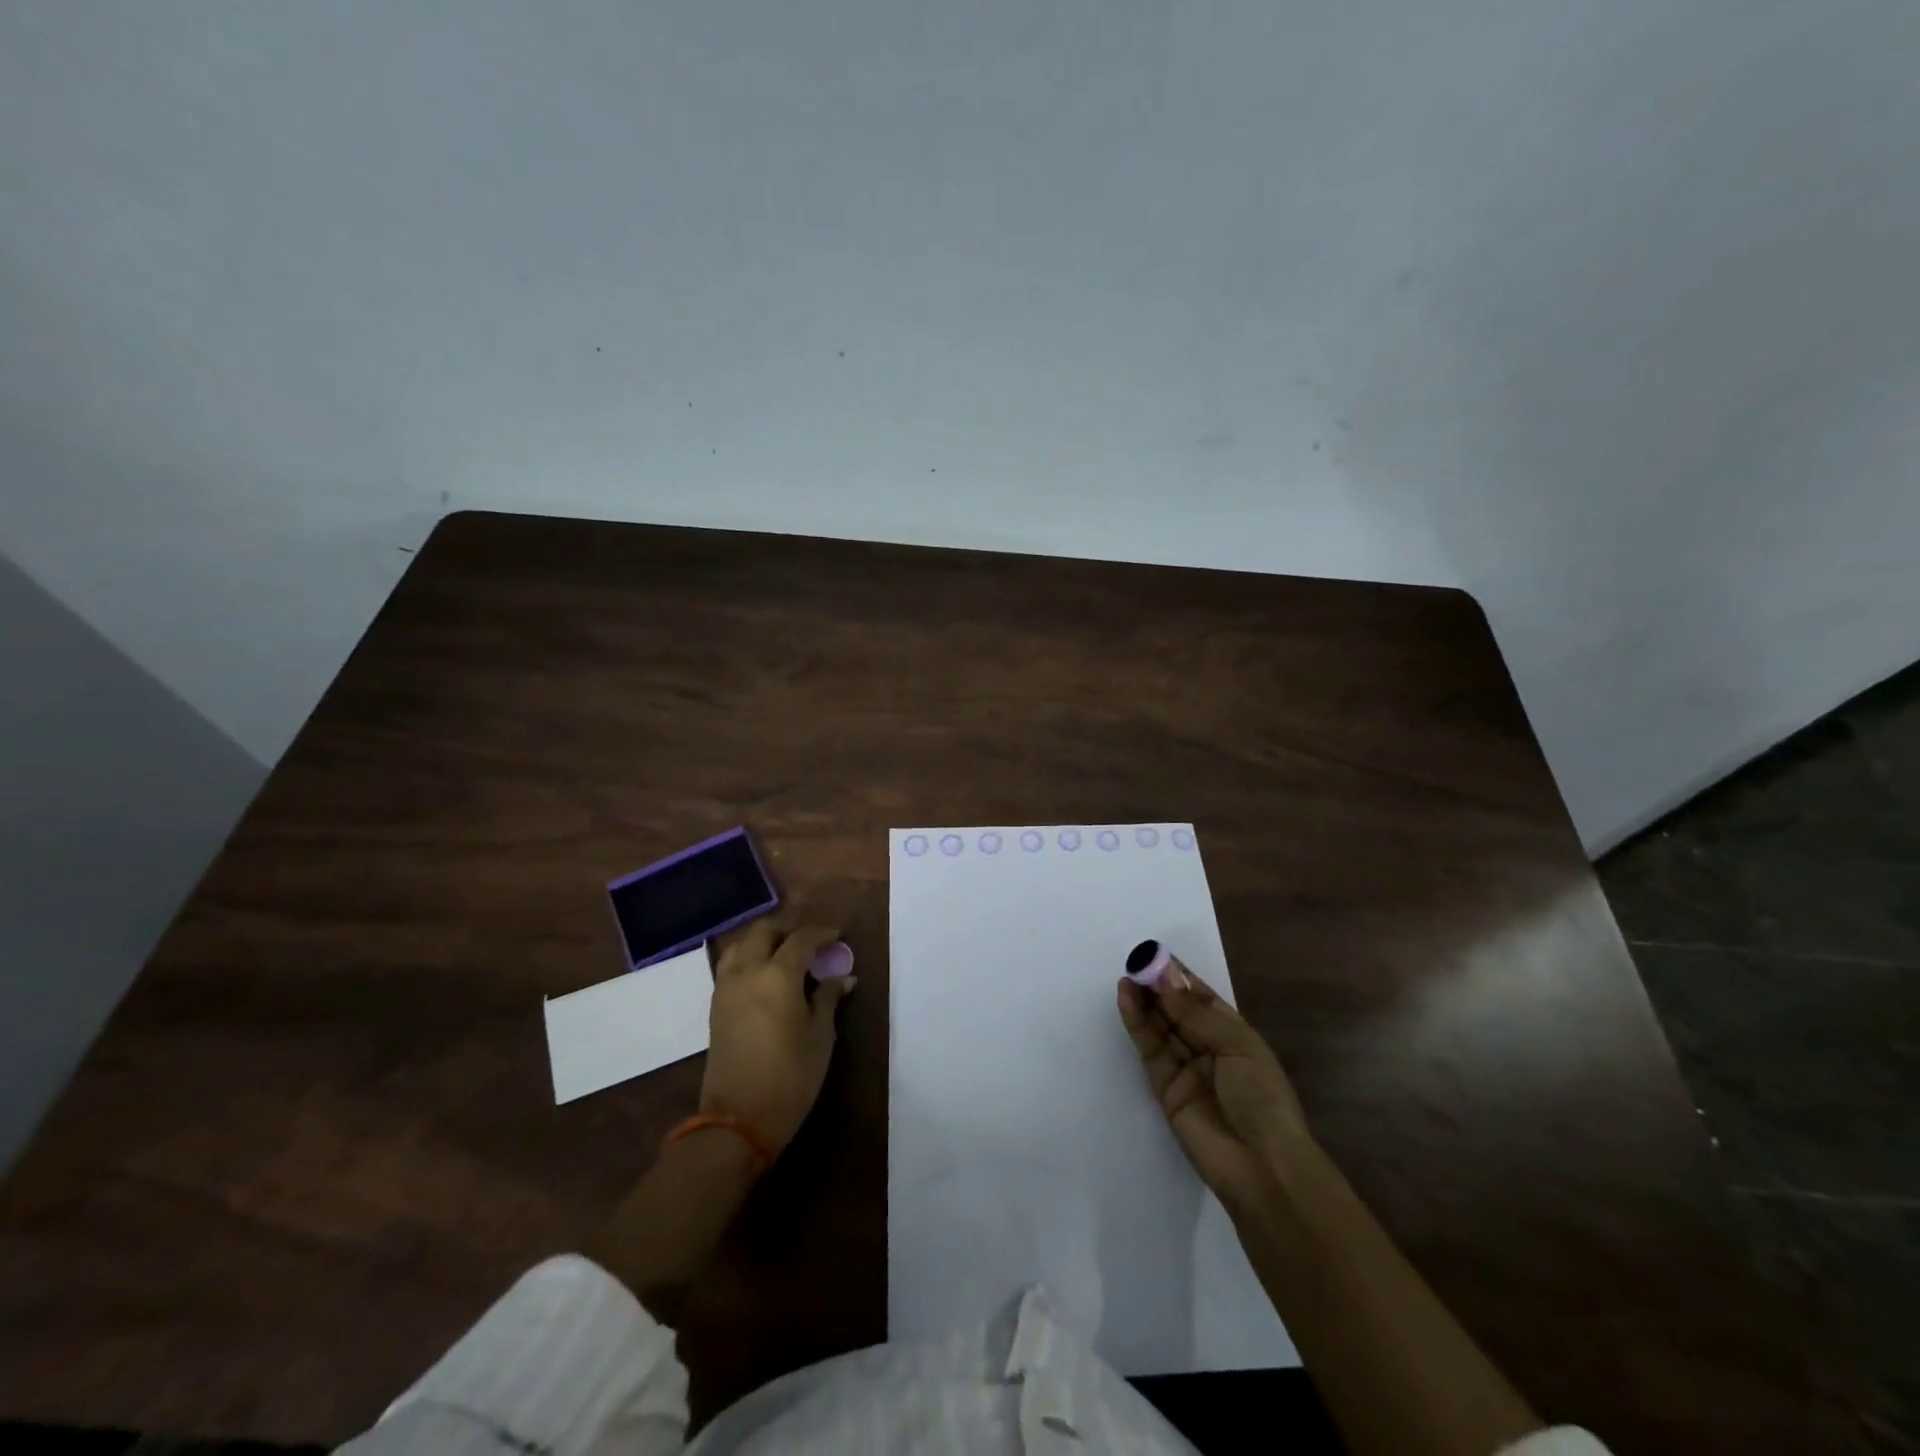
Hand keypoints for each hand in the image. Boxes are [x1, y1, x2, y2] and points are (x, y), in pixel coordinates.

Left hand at [701, 919, 854, 1152]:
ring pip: (742, 943)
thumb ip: (828, 999)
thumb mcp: (820, 1037)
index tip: (838, 936)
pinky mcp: (716, 1005)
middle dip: (789, 929)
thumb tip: (843, 977)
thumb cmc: (790, 1077)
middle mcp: (748, 972)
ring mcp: (726, 987)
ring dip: (765, 940)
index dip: (822, 933)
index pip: (801, 939)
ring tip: (786, 954)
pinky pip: (731, 964)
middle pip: (765, 930)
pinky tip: (766, 975)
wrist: (737, 1120)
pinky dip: (749, 957)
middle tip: (811, 942)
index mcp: (778, 976)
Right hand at [1117, 961, 1312, 1210]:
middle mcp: (1209, 1048)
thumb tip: (1164, 977)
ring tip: (1126, 976)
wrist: (1261, 1166)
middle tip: (1135, 962)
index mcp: (1235, 1035)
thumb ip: (1195, 1013)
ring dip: (1144, 1001)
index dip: (1179, 977)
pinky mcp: (1165, 1088)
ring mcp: (1186, 1068)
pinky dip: (1137, 1024)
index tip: (1155, 954)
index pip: (1202, 998)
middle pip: (1177, 1010)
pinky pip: (1149, 1049)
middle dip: (1158, 986)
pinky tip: (1127, 1000)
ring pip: (1160, 1027)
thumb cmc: (1261, 1097)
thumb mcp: (1236, 1045)